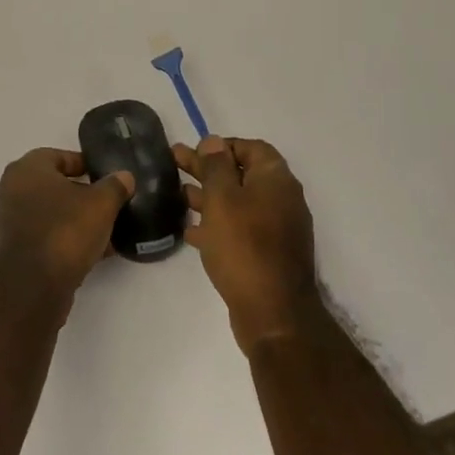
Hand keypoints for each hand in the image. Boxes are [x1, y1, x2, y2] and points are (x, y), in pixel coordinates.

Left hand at [0, 149, 133, 306]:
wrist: (30, 287)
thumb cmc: (64, 231)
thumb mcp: (101, 204)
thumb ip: (115, 186)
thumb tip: (124, 176)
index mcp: (27, 169)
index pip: (58, 156)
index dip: (85, 164)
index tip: (106, 177)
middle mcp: (11, 190)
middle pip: (53, 186)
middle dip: (82, 196)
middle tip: (108, 205)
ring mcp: (8, 222)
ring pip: (49, 214)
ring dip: (74, 221)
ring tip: (106, 232)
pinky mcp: (11, 251)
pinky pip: (43, 237)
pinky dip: (64, 241)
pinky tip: (91, 253)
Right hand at [175, 136, 318, 354]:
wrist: (273, 313)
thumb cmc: (244, 246)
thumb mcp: (222, 199)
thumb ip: (215, 166)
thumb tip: (213, 141)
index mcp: (276, 179)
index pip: (251, 148)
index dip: (222, 146)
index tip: (194, 151)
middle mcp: (281, 199)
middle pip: (241, 174)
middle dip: (207, 168)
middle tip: (174, 162)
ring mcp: (277, 229)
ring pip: (238, 202)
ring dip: (208, 196)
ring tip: (177, 195)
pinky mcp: (267, 254)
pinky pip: (239, 229)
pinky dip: (216, 224)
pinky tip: (190, 230)